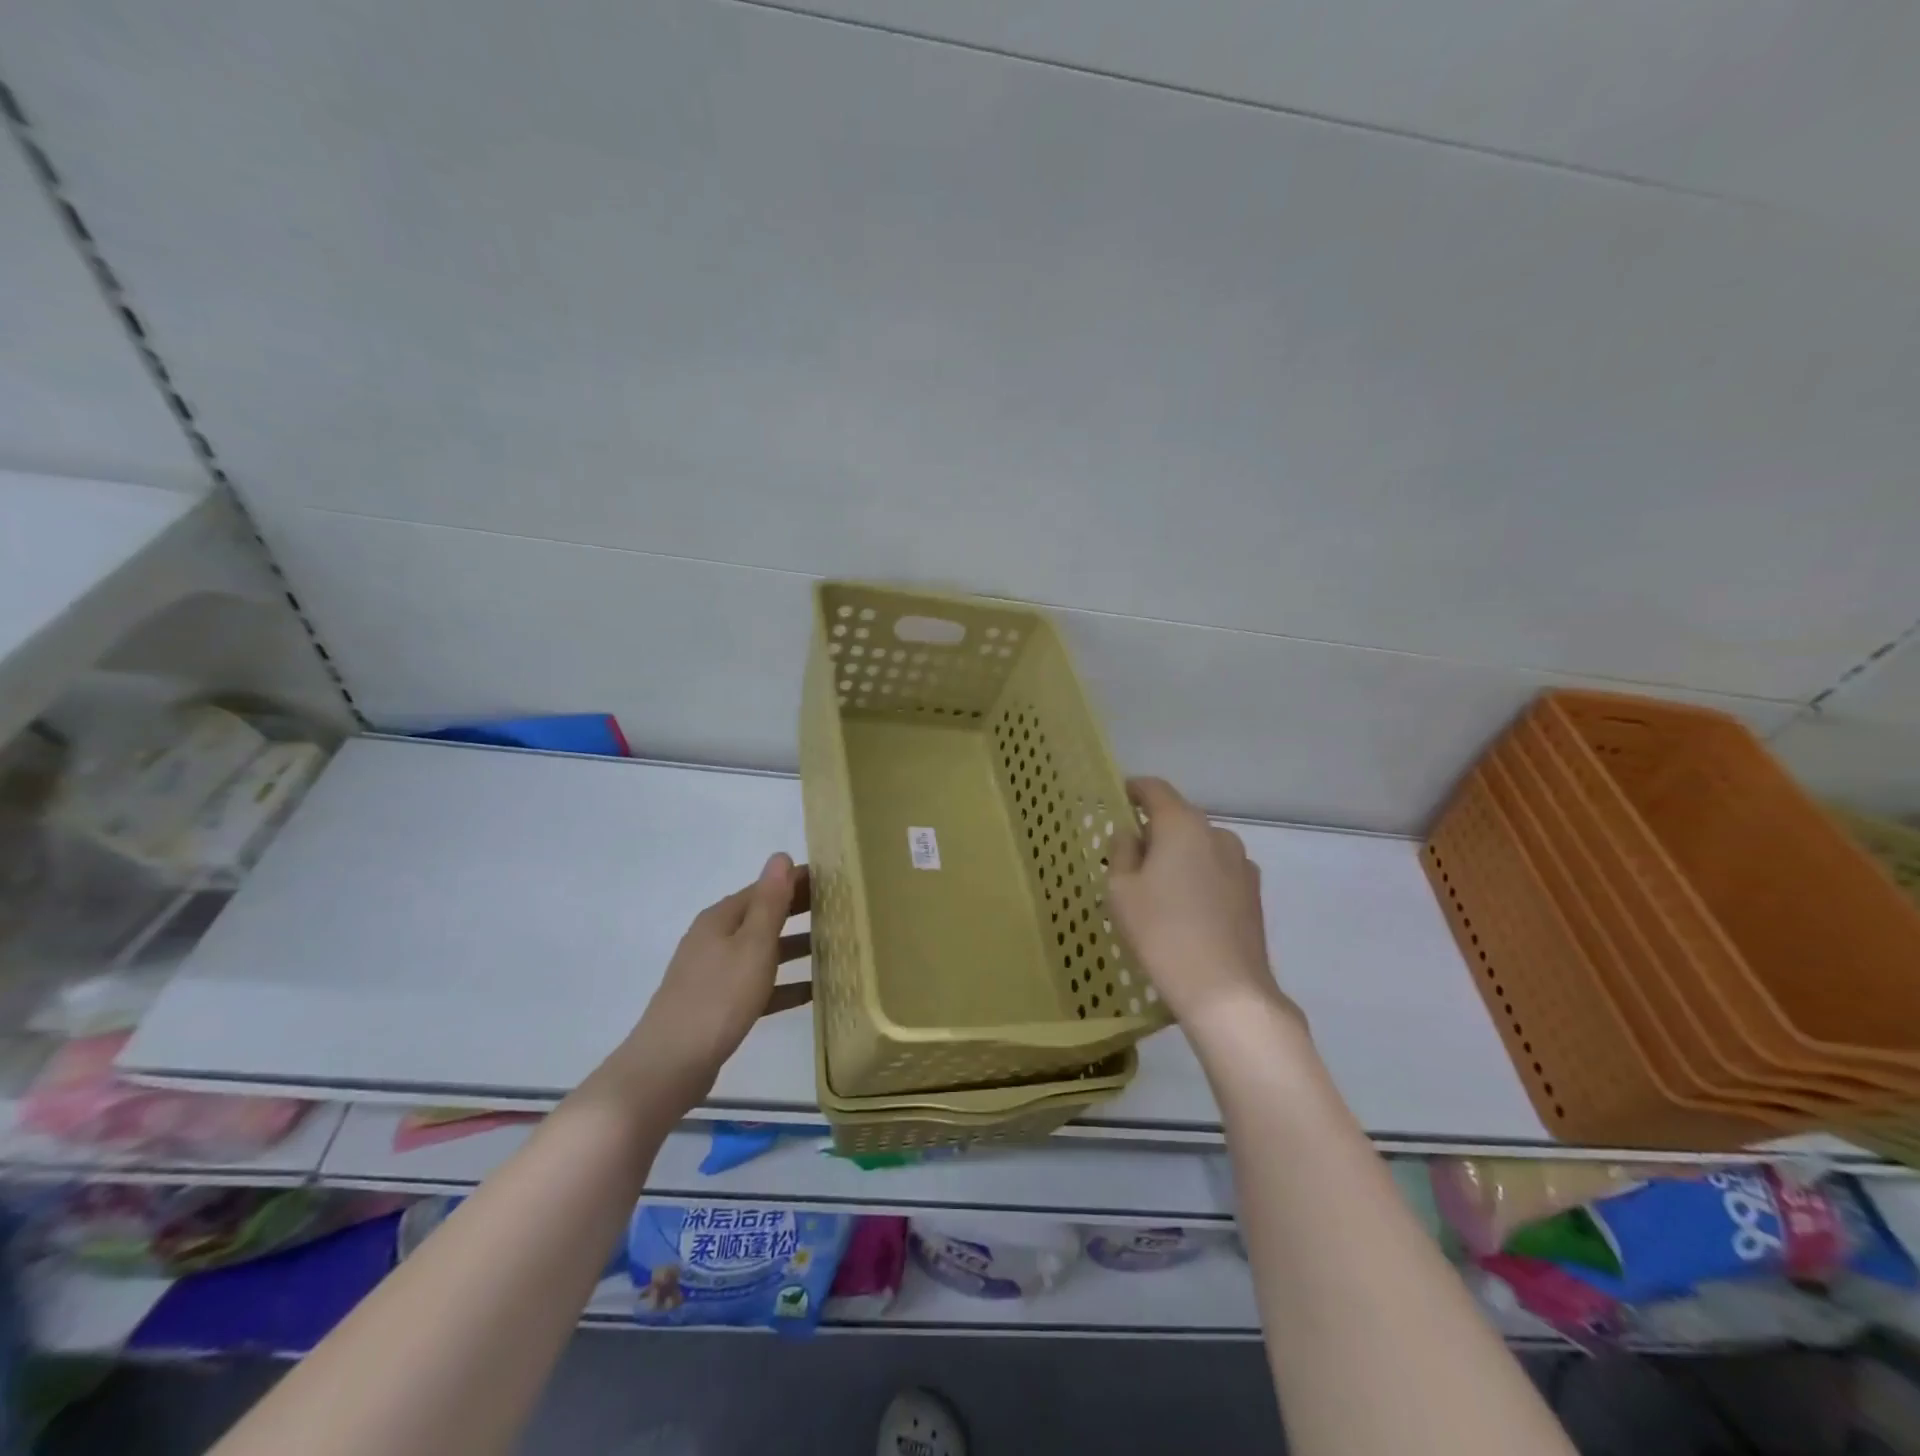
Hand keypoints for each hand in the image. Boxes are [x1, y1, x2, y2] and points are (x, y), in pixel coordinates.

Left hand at [602, 854, 810, 1107]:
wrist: (670, 1065)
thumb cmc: (718, 997)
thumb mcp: (752, 945)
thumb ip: (770, 902)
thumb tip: (781, 857)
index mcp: (721, 918)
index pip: (765, 888)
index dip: (797, 882)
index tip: (834, 880)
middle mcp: (715, 939)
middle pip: (763, 917)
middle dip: (799, 912)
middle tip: (841, 910)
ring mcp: (715, 973)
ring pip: (763, 952)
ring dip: (795, 948)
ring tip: (835, 948)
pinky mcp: (719, 1005)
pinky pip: (759, 985)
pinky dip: (784, 985)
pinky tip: (812, 992)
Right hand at [1106, 778, 1302, 1040]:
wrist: (1227, 992)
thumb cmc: (1161, 933)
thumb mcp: (1121, 891)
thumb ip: (1121, 852)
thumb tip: (1130, 834)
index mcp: (1182, 824)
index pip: (1154, 789)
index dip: (1132, 790)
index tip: (1116, 799)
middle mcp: (1217, 834)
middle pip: (1178, 818)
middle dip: (1153, 831)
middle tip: (1128, 859)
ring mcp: (1242, 864)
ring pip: (1200, 847)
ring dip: (1178, 856)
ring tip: (1158, 891)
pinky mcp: (1253, 894)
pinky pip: (1217, 871)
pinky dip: (1198, 878)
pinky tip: (1186, 911)